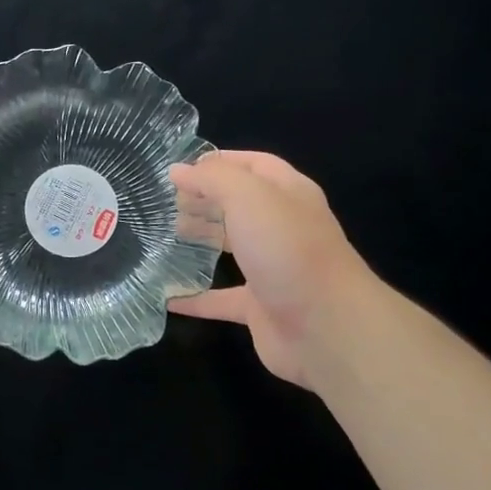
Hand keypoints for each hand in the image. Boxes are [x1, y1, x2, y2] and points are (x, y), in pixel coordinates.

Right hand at [167, 151, 371, 390]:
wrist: (327, 327)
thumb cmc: (288, 249)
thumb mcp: (248, 197)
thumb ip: (212, 178)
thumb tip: (178, 170)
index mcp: (288, 193)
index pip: (254, 165)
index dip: (220, 161)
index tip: (180, 168)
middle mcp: (283, 227)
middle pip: (240, 204)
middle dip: (205, 199)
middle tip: (166, 202)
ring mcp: (273, 268)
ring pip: (232, 246)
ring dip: (200, 240)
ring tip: (163, 236)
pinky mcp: (261, 307)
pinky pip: (221, 299)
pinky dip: (195, 298)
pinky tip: (167, 297)